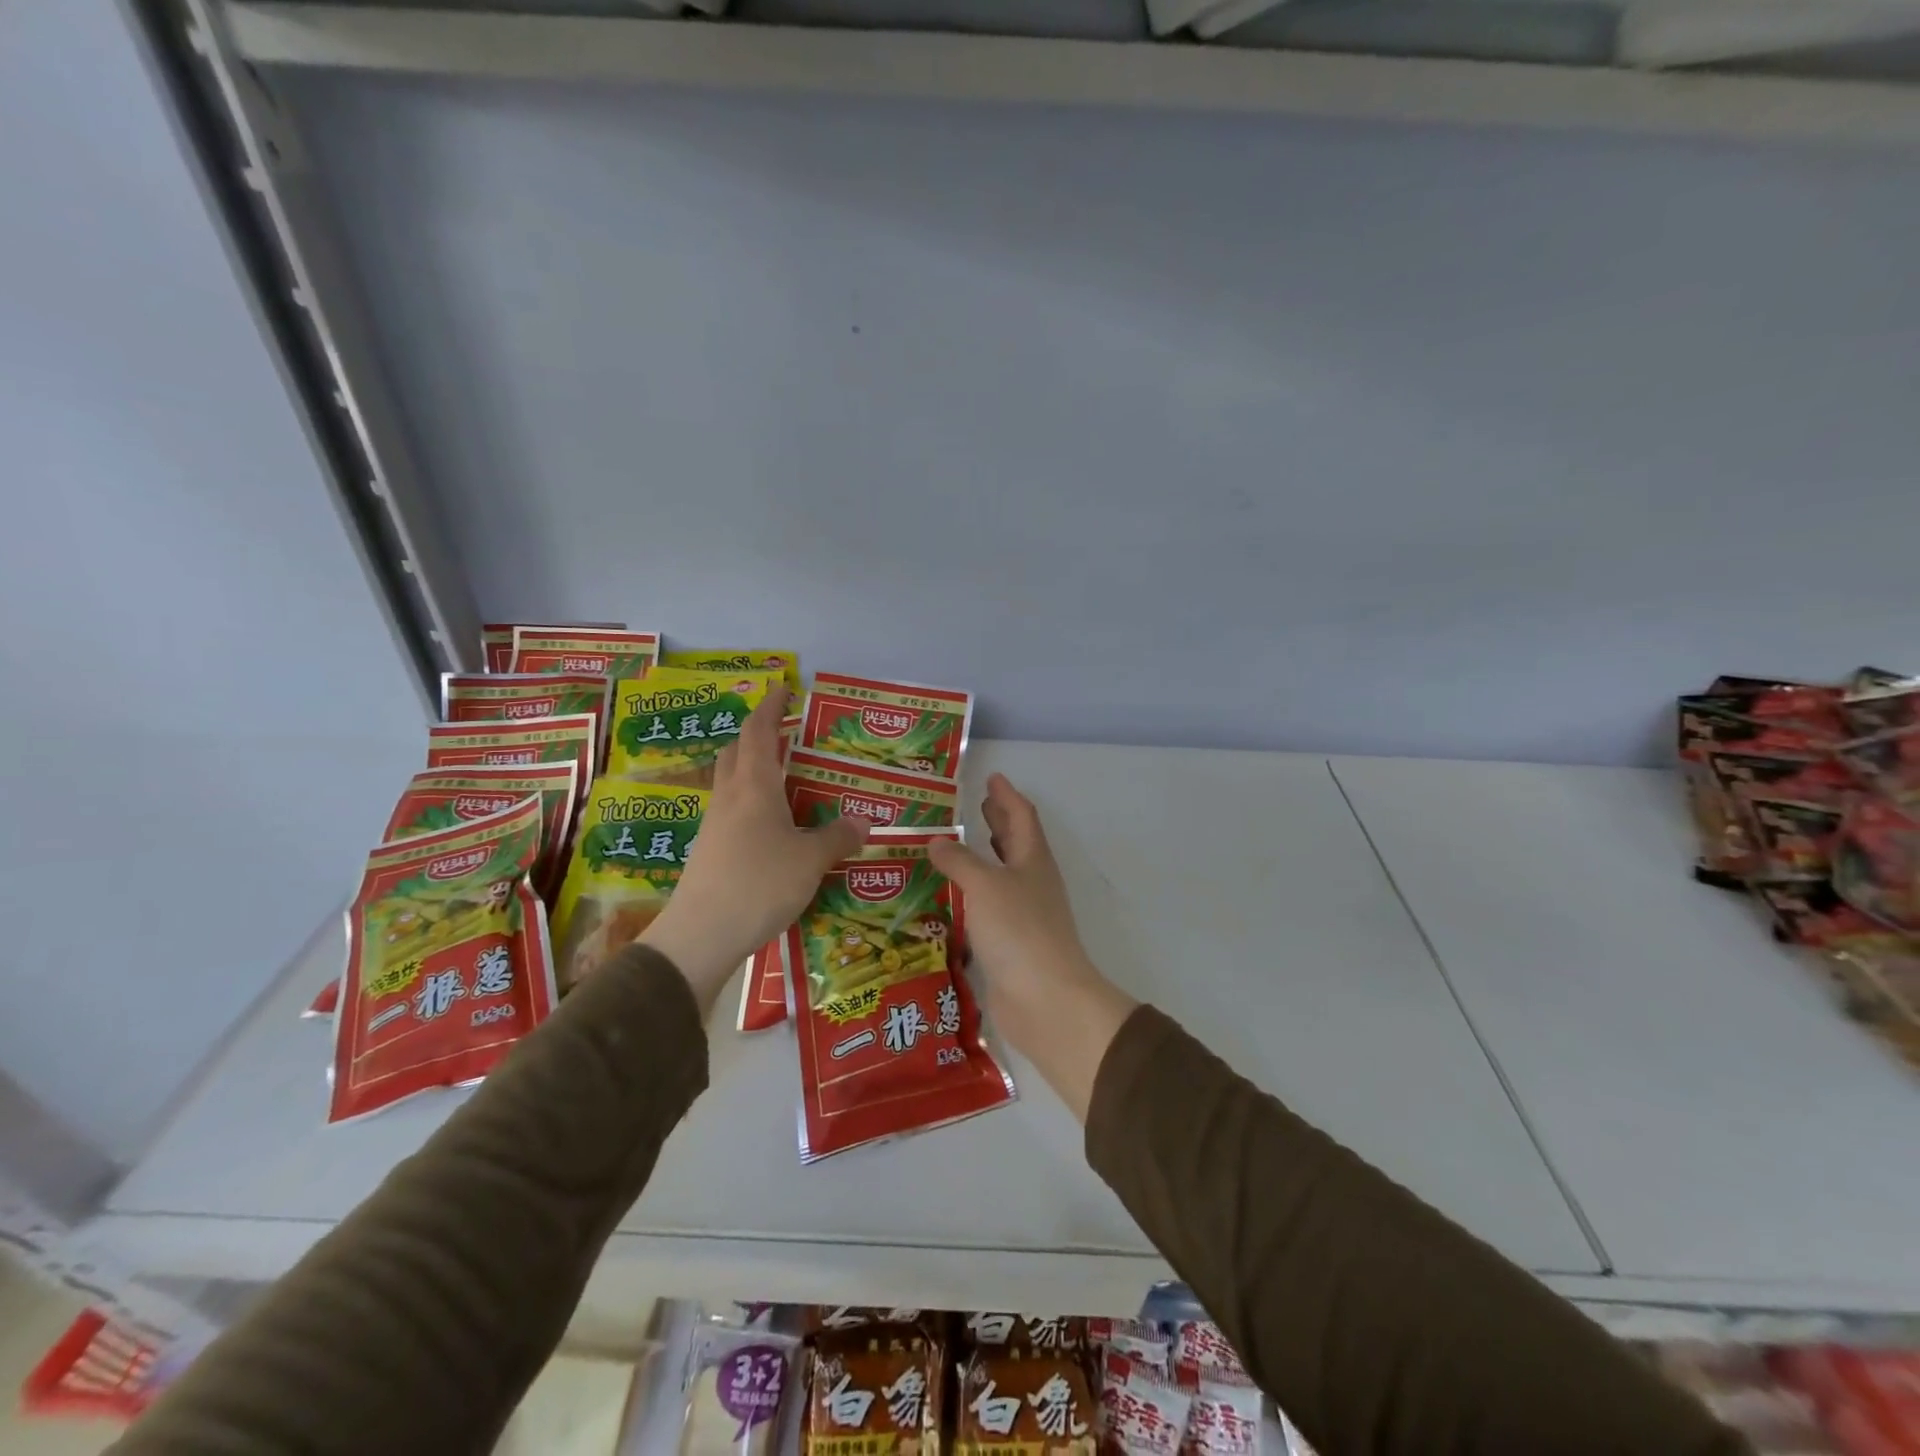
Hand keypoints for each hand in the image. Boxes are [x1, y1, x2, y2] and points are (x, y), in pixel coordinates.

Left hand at [640, 684, 868, 1011]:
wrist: (701, 934)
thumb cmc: (759, 884)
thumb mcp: (810, 861)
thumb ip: (837, 837)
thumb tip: (864, 822)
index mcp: (755, 786)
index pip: (760, 732)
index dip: (771, 707)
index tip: (784, 688)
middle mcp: (730, 797)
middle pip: (737, 751)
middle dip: (758, 735)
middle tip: (787, 733)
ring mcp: (714, 824)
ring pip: (731, 781)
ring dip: (753, 769)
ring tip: (785, 778)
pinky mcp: (709, 851)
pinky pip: (731, 811)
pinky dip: (751, 802)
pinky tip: (771, 824)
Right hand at [929, 775, 1135, 1119]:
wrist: (1045, 1000)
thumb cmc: (1019, 930)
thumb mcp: (984, 885)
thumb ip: (958, 860)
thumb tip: (936, 841)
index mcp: (1032, 860)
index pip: (1021, 816)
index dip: (1006, 795)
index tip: (992, 777)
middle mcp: (1031, 882)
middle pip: (1015, 842)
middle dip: (998, 821)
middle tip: (977, 804)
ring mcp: (1023, 914)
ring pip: (1001, 874)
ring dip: (983, 856)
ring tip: (958, 844)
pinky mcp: (1009, 943)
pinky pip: (988, 907)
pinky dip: (971, 894)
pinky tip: (950, 896)